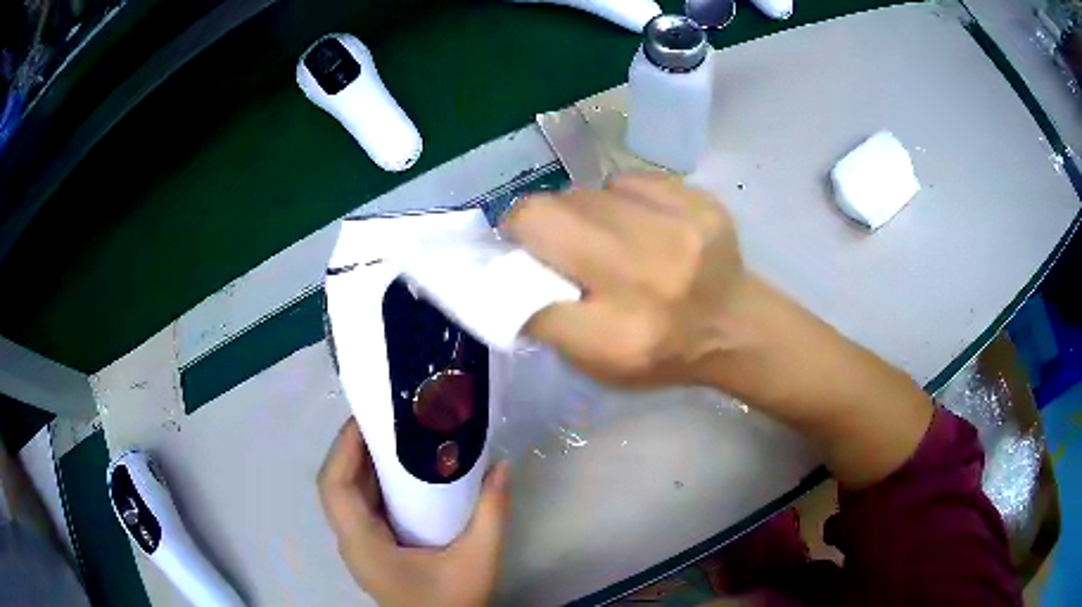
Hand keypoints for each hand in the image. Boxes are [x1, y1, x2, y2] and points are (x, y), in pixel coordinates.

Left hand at [318, 422, 510, 606]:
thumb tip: (503, 465)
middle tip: (388, 420)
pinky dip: (373, 483)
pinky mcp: (371, 550)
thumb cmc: (452, 602)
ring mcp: (359, 547)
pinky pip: (362, 507)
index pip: (334, 486)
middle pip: (336, 485)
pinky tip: (401, 473)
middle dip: (353, 448)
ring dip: (362, 464)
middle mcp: (351, 542)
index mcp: (362, 543)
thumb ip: (492, 513)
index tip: (368, 418)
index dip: (343, 447)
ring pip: (347, 495)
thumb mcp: (477, 560)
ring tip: (395, 436)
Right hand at [510, 173, 931, 487]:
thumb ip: (551, 323)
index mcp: (617, 338)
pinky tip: (637, 222)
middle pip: (543, 218)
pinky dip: (617, 199)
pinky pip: (626, 182)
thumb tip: (509, 271)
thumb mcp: (600, 366)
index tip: (503, 263)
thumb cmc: (664, 354)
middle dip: (527, 224)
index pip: (524, 293)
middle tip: (541, 238)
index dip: (504, 273)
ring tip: (599, 234)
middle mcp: (646, 279)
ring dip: (575, 213)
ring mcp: (679, 231)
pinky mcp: (699, 202)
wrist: (737, 326)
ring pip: (581, 193)